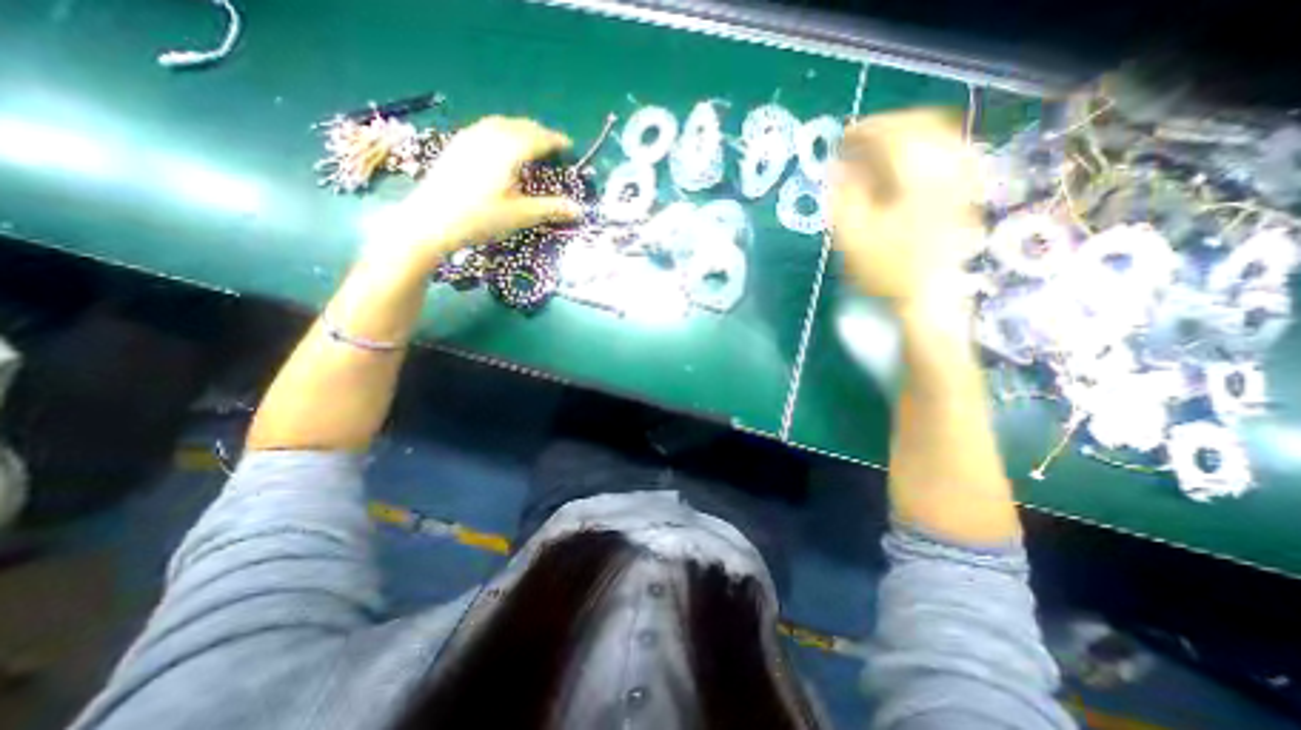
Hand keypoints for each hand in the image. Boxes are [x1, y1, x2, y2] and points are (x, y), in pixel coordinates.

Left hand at [363, 116, 581, 269]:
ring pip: (500, 124)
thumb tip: (579, 210)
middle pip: (520, 126)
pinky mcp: (456, 146)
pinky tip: (500, 146)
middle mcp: (489, 137)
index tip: (569, 146)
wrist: (431, 221)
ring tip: (530, 142)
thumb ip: (551, 209)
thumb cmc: (480, 218)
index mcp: (508, 150)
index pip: (538, 138)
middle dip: (539, 133)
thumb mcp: (520, 215)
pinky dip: (501, 132)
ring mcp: (469, 138)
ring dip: (520, 129)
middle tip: (553, 145)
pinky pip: (485, 129)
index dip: (556, 141)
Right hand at [828, 108, 982, 313]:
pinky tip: (903, 163)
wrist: (927, 294)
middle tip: (858, 141)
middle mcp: (946, 167)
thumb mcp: (853, 236)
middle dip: (885, 126)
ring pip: (936, 135)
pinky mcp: (964, 189)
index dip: (863, 131)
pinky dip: (921, 149)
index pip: (892, 133)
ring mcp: (961, 177)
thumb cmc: (886, 269)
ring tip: (877, 149)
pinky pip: (947, 151)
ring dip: (904, 135)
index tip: (841, 139)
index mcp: (917, 177)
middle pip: (920, 124)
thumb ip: (843, 196)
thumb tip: (837, 167)